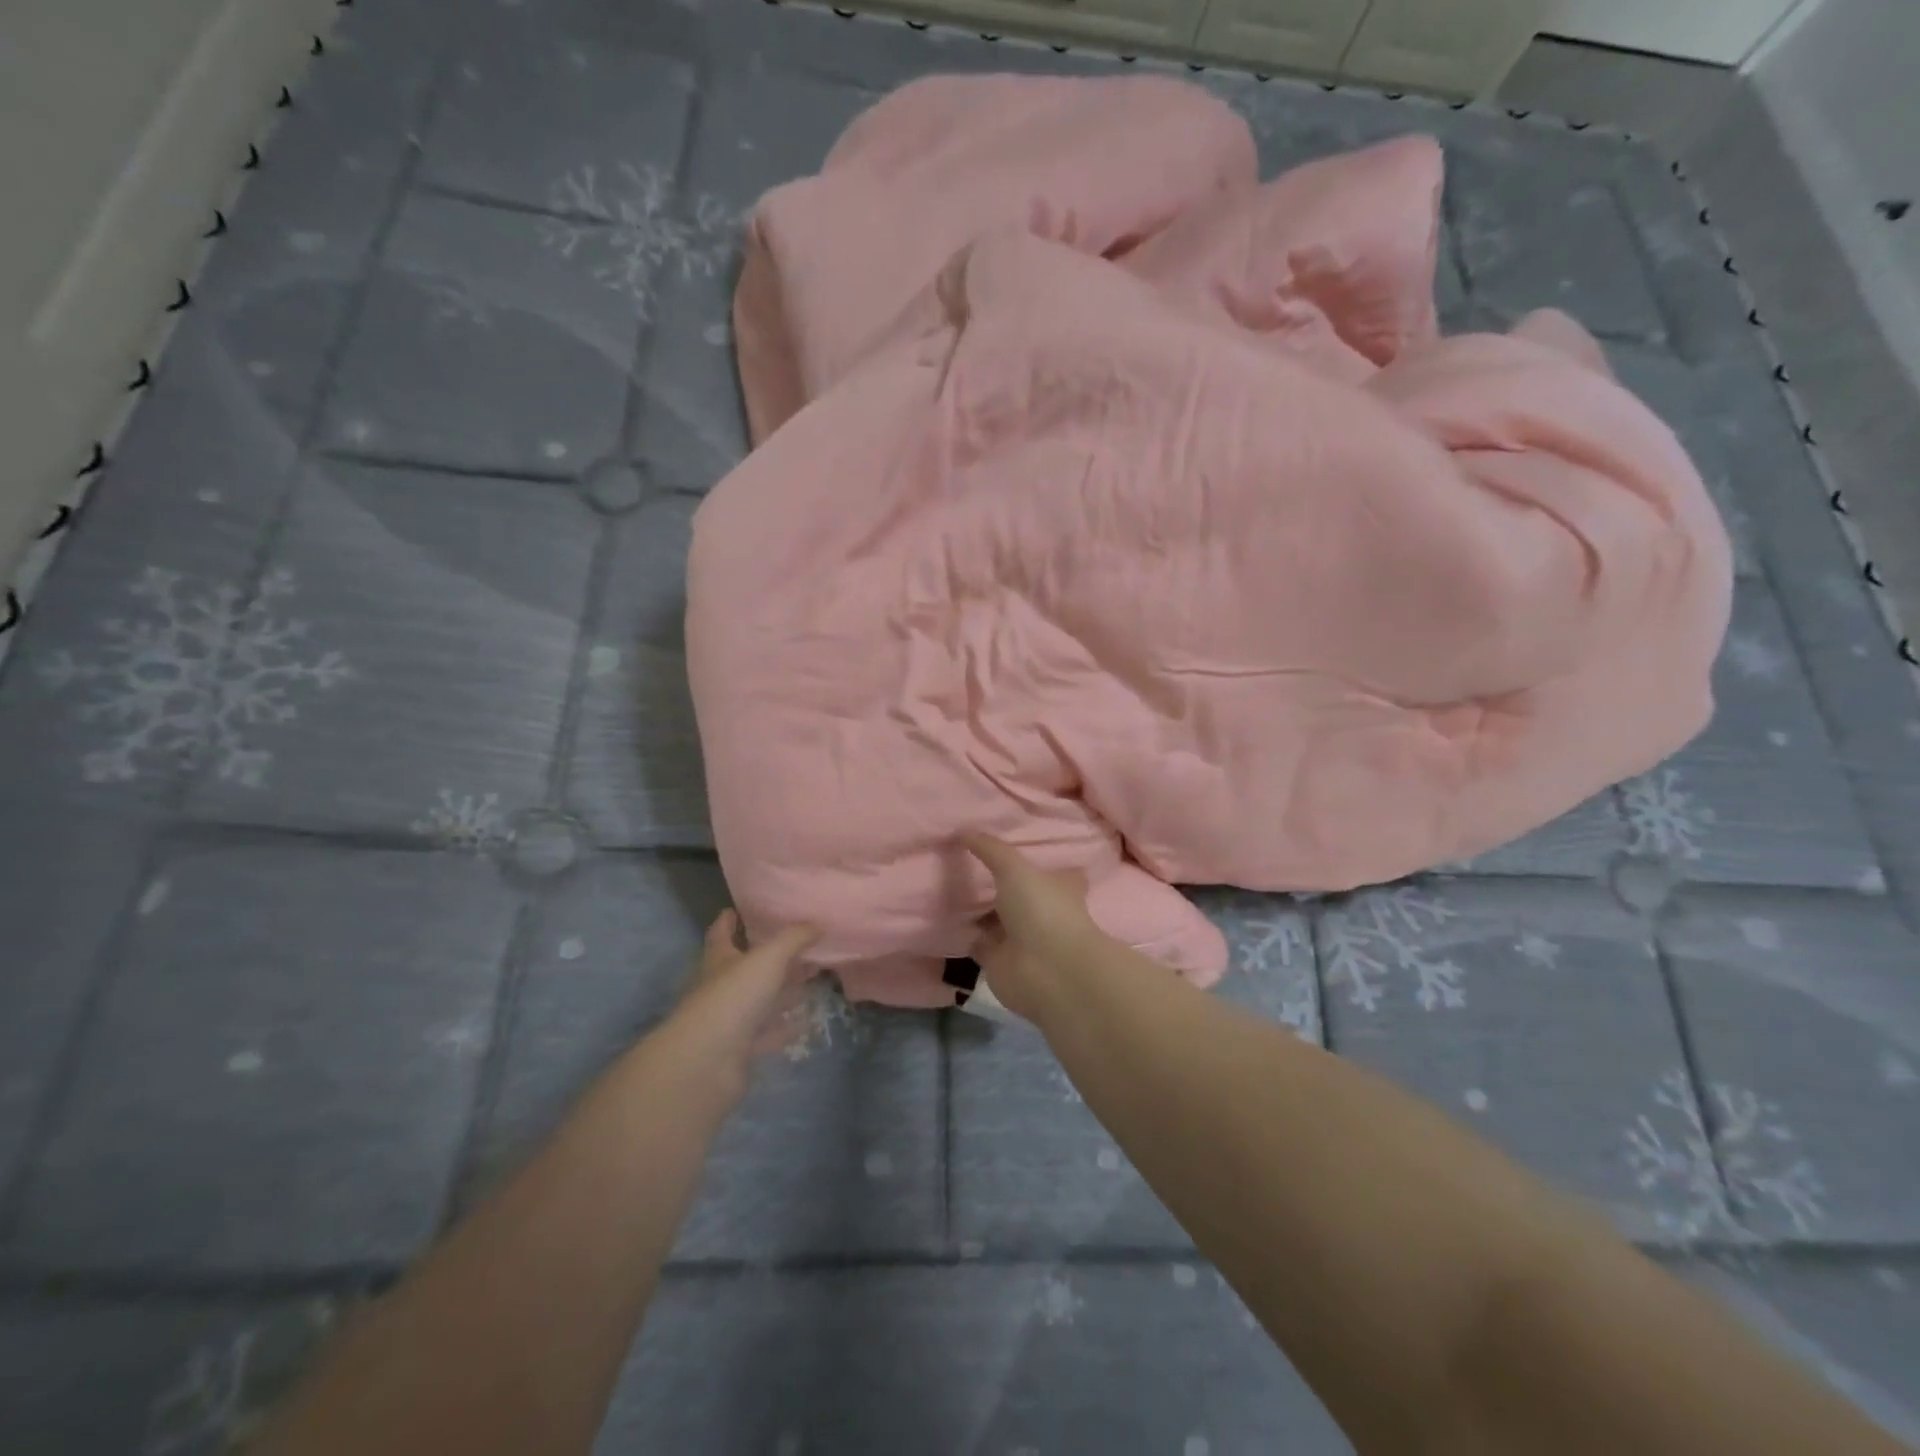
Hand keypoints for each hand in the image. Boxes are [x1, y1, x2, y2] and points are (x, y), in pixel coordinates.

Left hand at [666, 911, 820, 1093]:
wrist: (707, 1062)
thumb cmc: (734, 996)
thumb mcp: (768, 957)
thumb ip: (794, 938)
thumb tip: (817, 923)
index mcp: (719, 958)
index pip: (721, 932)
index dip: (730, 919)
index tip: (743, 908)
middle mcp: (721, 985)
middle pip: (745, 966)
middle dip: (769, 955)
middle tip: (799, 943)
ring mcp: (729, 1019)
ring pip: (759, 999)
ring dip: (781, 991)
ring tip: (810, 978)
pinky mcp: (740, 1048)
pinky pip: (767, 1033)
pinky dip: (784, 1027)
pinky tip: (805, 1021)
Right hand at [963, 833, 1106, 1022]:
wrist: (1046, 971)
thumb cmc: (1042, 911)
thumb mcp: (1015, 868)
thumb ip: (990, 849)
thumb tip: (963, 830)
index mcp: (1059, 888)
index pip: (1053, 872)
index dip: (1039, 862)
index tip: (1016, 848)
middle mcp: (1042, 913)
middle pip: (1020, 896)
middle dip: (1000, 886)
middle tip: (968, 864)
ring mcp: (1021, 939)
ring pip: (996, 920)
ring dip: (979, 910)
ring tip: (948, 886)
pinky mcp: (999, 962)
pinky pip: (977, 943)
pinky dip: (964, 934)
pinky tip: (943, 918)